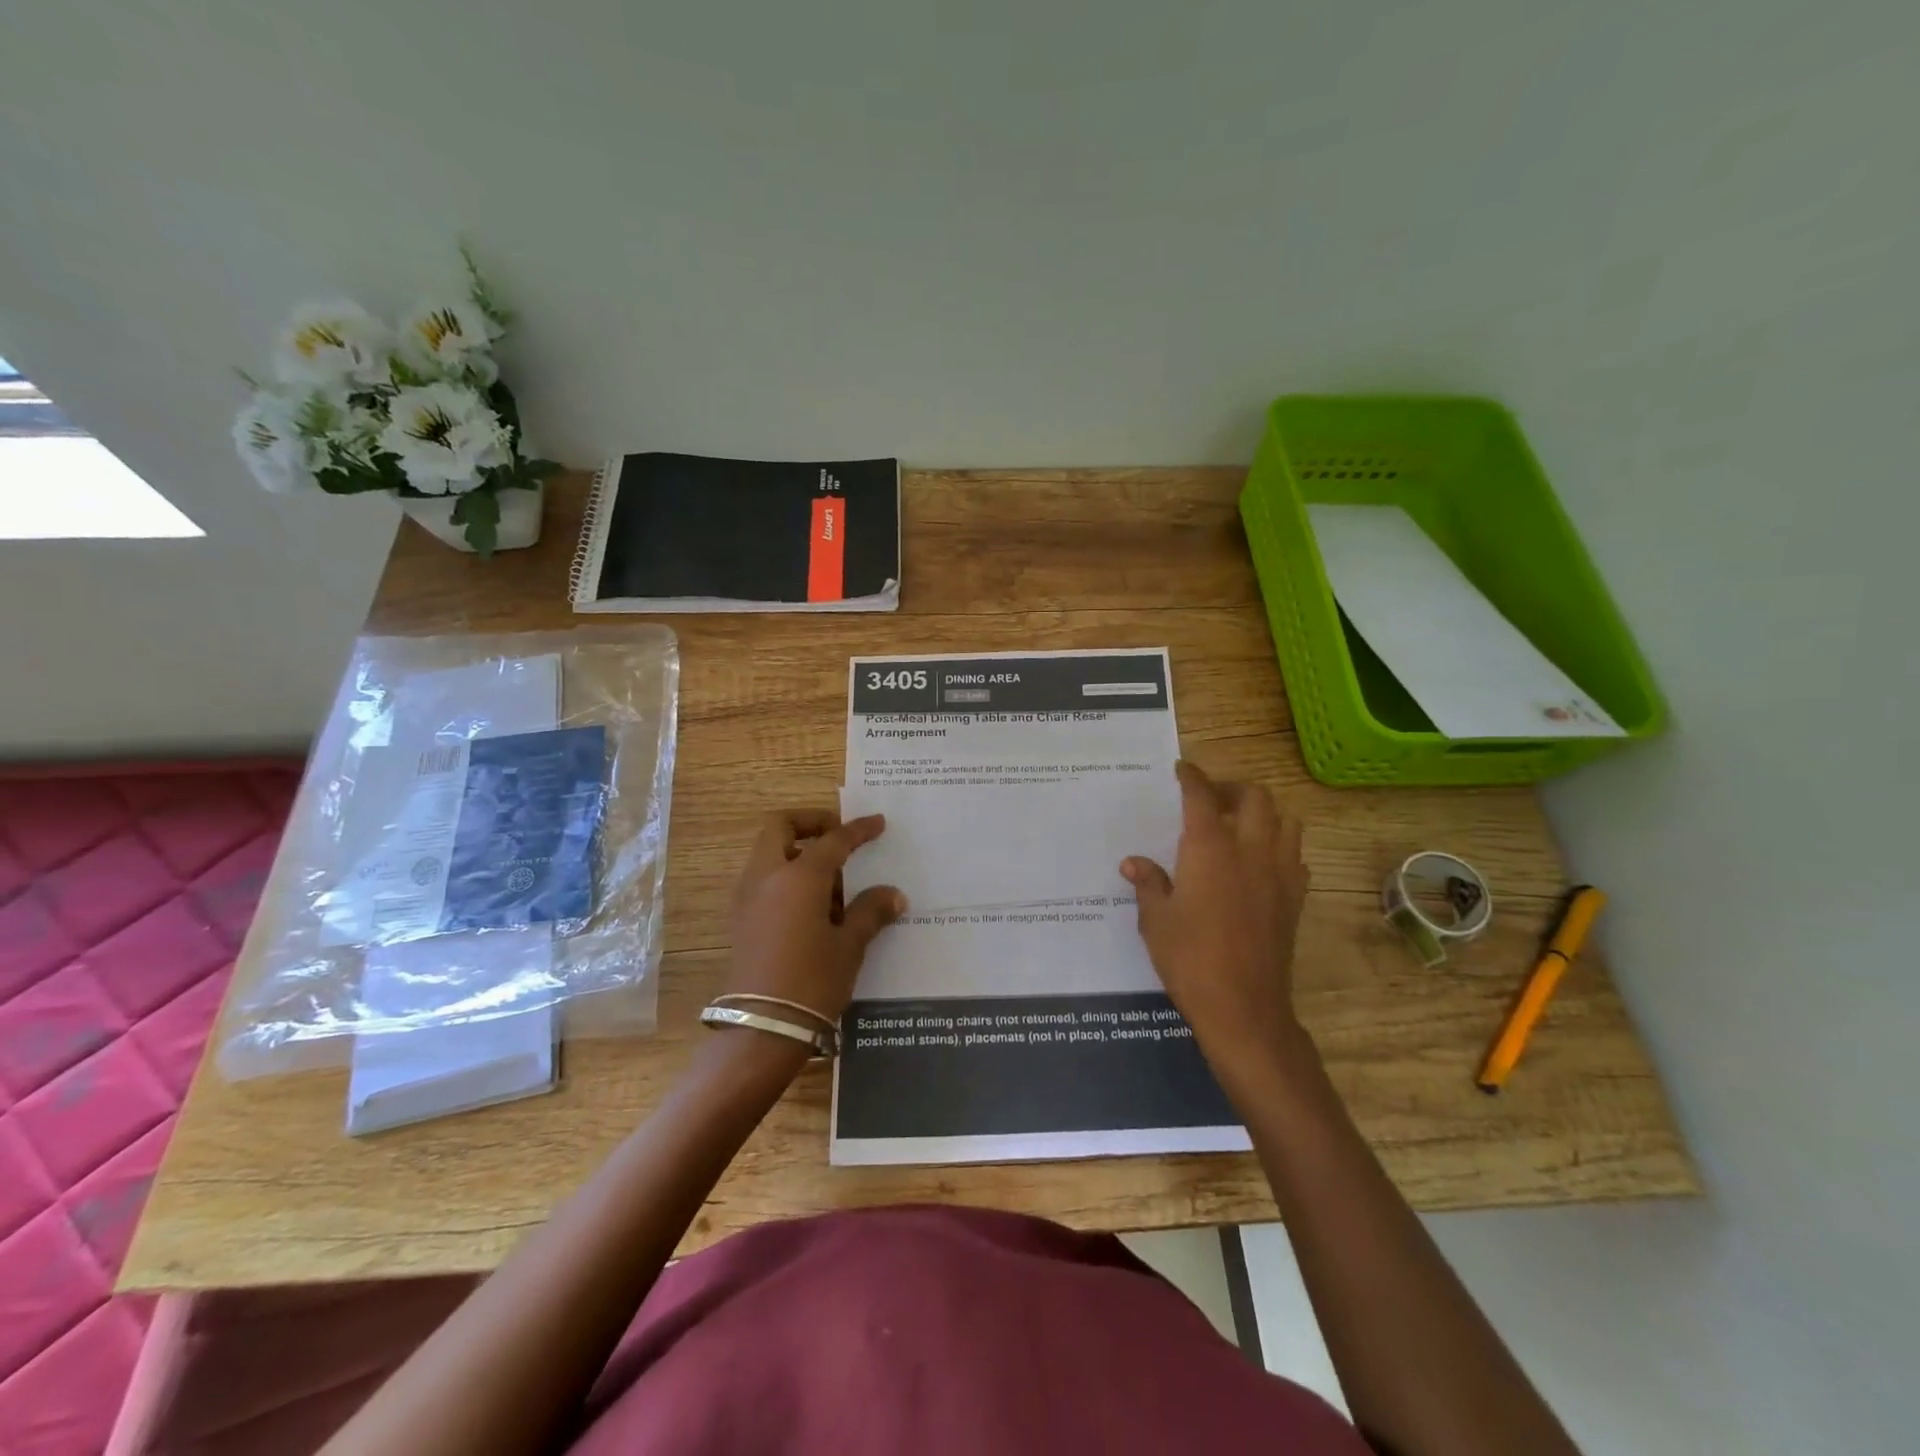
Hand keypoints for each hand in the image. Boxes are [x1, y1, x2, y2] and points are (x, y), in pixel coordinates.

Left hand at [726, 810, 906, 1027]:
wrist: (762, 1029)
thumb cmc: (812, 980)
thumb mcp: (850, 945)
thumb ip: (871, 912)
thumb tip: (894, 895)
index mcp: (798, 877)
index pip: (833, 840)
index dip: (858, 830)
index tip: (878, 823)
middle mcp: (767, 877)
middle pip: (781, 828)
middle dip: (810, 824)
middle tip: (838, 837)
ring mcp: (748, 898)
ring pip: (770, 854)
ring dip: (798, 853)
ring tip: (833, 887)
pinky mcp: (741, 920)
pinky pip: (764, 880)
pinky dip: (786, 878)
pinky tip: (813, 909)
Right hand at [1121, 762, 1311, 1091]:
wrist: (1244, 1007)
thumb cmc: (1190, 959)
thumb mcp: (1156, 919)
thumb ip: (1149, 883)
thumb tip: (1134, 863)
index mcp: (1211, 849)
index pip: (1202, 796)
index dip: (1192, 777)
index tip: (1181, 769)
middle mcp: (1251, 850)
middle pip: (1255, 797)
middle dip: (1232, 788)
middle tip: (1210, 798)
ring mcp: (1279, 873)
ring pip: (1285, 820)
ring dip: (1263, 812)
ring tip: (1238, 824)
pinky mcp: (1295, 898)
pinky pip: (1294, 855)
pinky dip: (1278, 845)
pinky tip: (1258, 863)